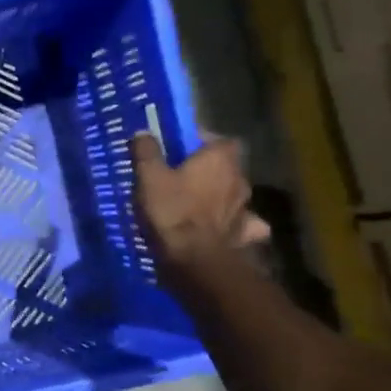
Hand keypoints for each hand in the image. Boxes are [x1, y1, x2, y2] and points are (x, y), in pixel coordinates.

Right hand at [132, 132, 270, 273]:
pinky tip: (223, 229)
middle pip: (227, 166)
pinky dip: (236, 224)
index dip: (201, 142)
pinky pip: (244, 224)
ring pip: (235, 194)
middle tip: (184, 178)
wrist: (196, 258)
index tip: (182, 150)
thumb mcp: (149, 177)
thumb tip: (144, 132)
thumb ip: (147, 152)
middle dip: (210, 170)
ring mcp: (246, 207)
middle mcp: (240, 178)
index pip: (219, 139)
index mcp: (219, 158)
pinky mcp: (246, 233)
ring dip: (222, 196)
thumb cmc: (172, 211)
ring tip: (200, 205)